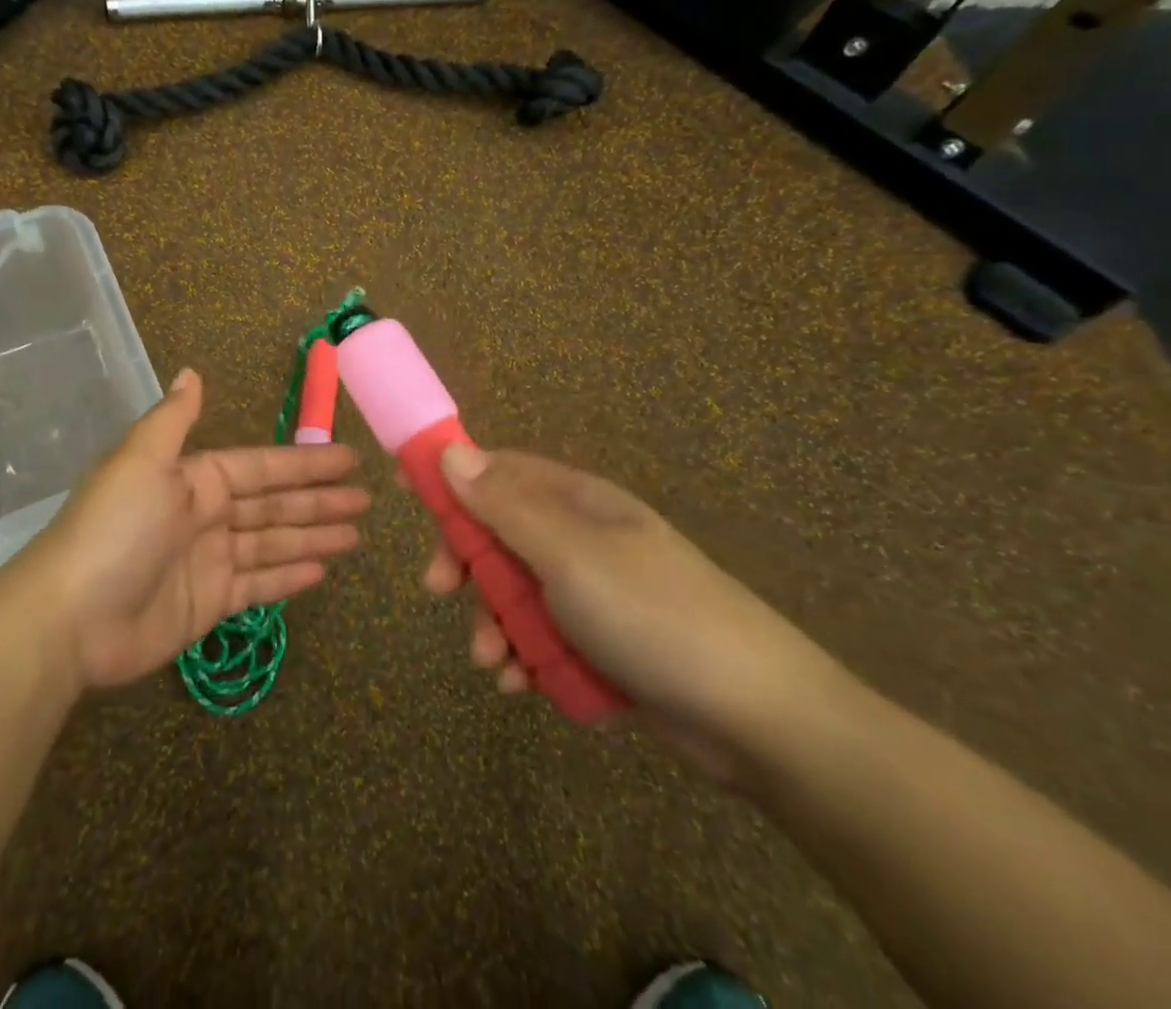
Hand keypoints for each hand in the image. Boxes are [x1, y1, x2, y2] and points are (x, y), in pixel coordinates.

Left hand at [14, 369, 368, 689]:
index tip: (349, 460)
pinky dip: (288, 577)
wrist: (71, 618)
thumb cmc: (115, 530)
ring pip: (272, 543)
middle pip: (274, 505)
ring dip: (313, 537)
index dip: (305, 464)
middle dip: (320, 501)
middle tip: (368, 501)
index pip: (262, 467)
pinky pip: (258, 585)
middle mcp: (204, 515)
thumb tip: (190, 372)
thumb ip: (173, 419)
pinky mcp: (208, 604)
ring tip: (357, 536)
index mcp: (194, 478)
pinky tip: (322, 571)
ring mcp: (208, 561)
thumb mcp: (142, 461)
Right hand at [423, 444, 848, 780]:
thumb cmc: (651, 614)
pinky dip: (527, 657)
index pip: (498, 471)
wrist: (760, 718)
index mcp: (576, 501)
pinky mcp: (606, 642)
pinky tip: (523, 684)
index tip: (410, 499)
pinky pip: (546, 636)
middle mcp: (582, 537)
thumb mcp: (567, 554)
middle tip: (440, 592)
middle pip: (500, 534)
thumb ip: (504, 505)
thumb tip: (451, 451)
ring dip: (494, 623)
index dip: (452, 481)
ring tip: (493, 663)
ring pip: (518, 592)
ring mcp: (595, 591)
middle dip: (468, 566)